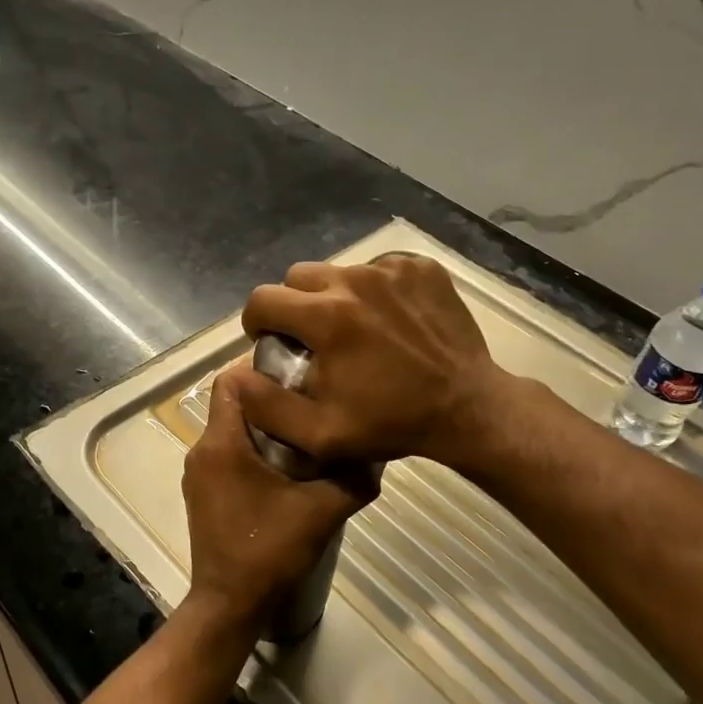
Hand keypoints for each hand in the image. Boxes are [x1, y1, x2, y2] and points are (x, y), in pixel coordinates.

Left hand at [181, 364, 377, 632]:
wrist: (229, 605)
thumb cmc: (270, 551)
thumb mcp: (323, 511)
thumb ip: (353, 477)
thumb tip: (376, 451)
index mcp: (222, 443)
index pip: (230, 381)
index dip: (262, 371)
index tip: (298, 377)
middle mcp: (202, 450)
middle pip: (234, 404)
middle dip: (271, 400)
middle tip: (312, 405)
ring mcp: (199, 473)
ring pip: (231, 430)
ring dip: (264, 428)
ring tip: (306, 436)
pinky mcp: (203, 493)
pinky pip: (227, 454)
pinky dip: (253, 451)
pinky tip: (286, 471)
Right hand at [239, 255, 512, 468]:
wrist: (468, 408)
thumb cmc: (391, 423)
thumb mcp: (320, 434)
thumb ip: (267, 406)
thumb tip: (234, 378)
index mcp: (326, 317)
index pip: (263, 299)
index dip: (258, 323)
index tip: (272, 343)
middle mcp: (355, 280)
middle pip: (298, 277)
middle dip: (294, 306)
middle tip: (313, 337)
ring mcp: (392, 269)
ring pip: (338, 271)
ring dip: (334, 297)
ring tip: (354, 329)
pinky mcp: (421, 268)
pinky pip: (379, 269)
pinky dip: (374, 291)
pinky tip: (389, 321)